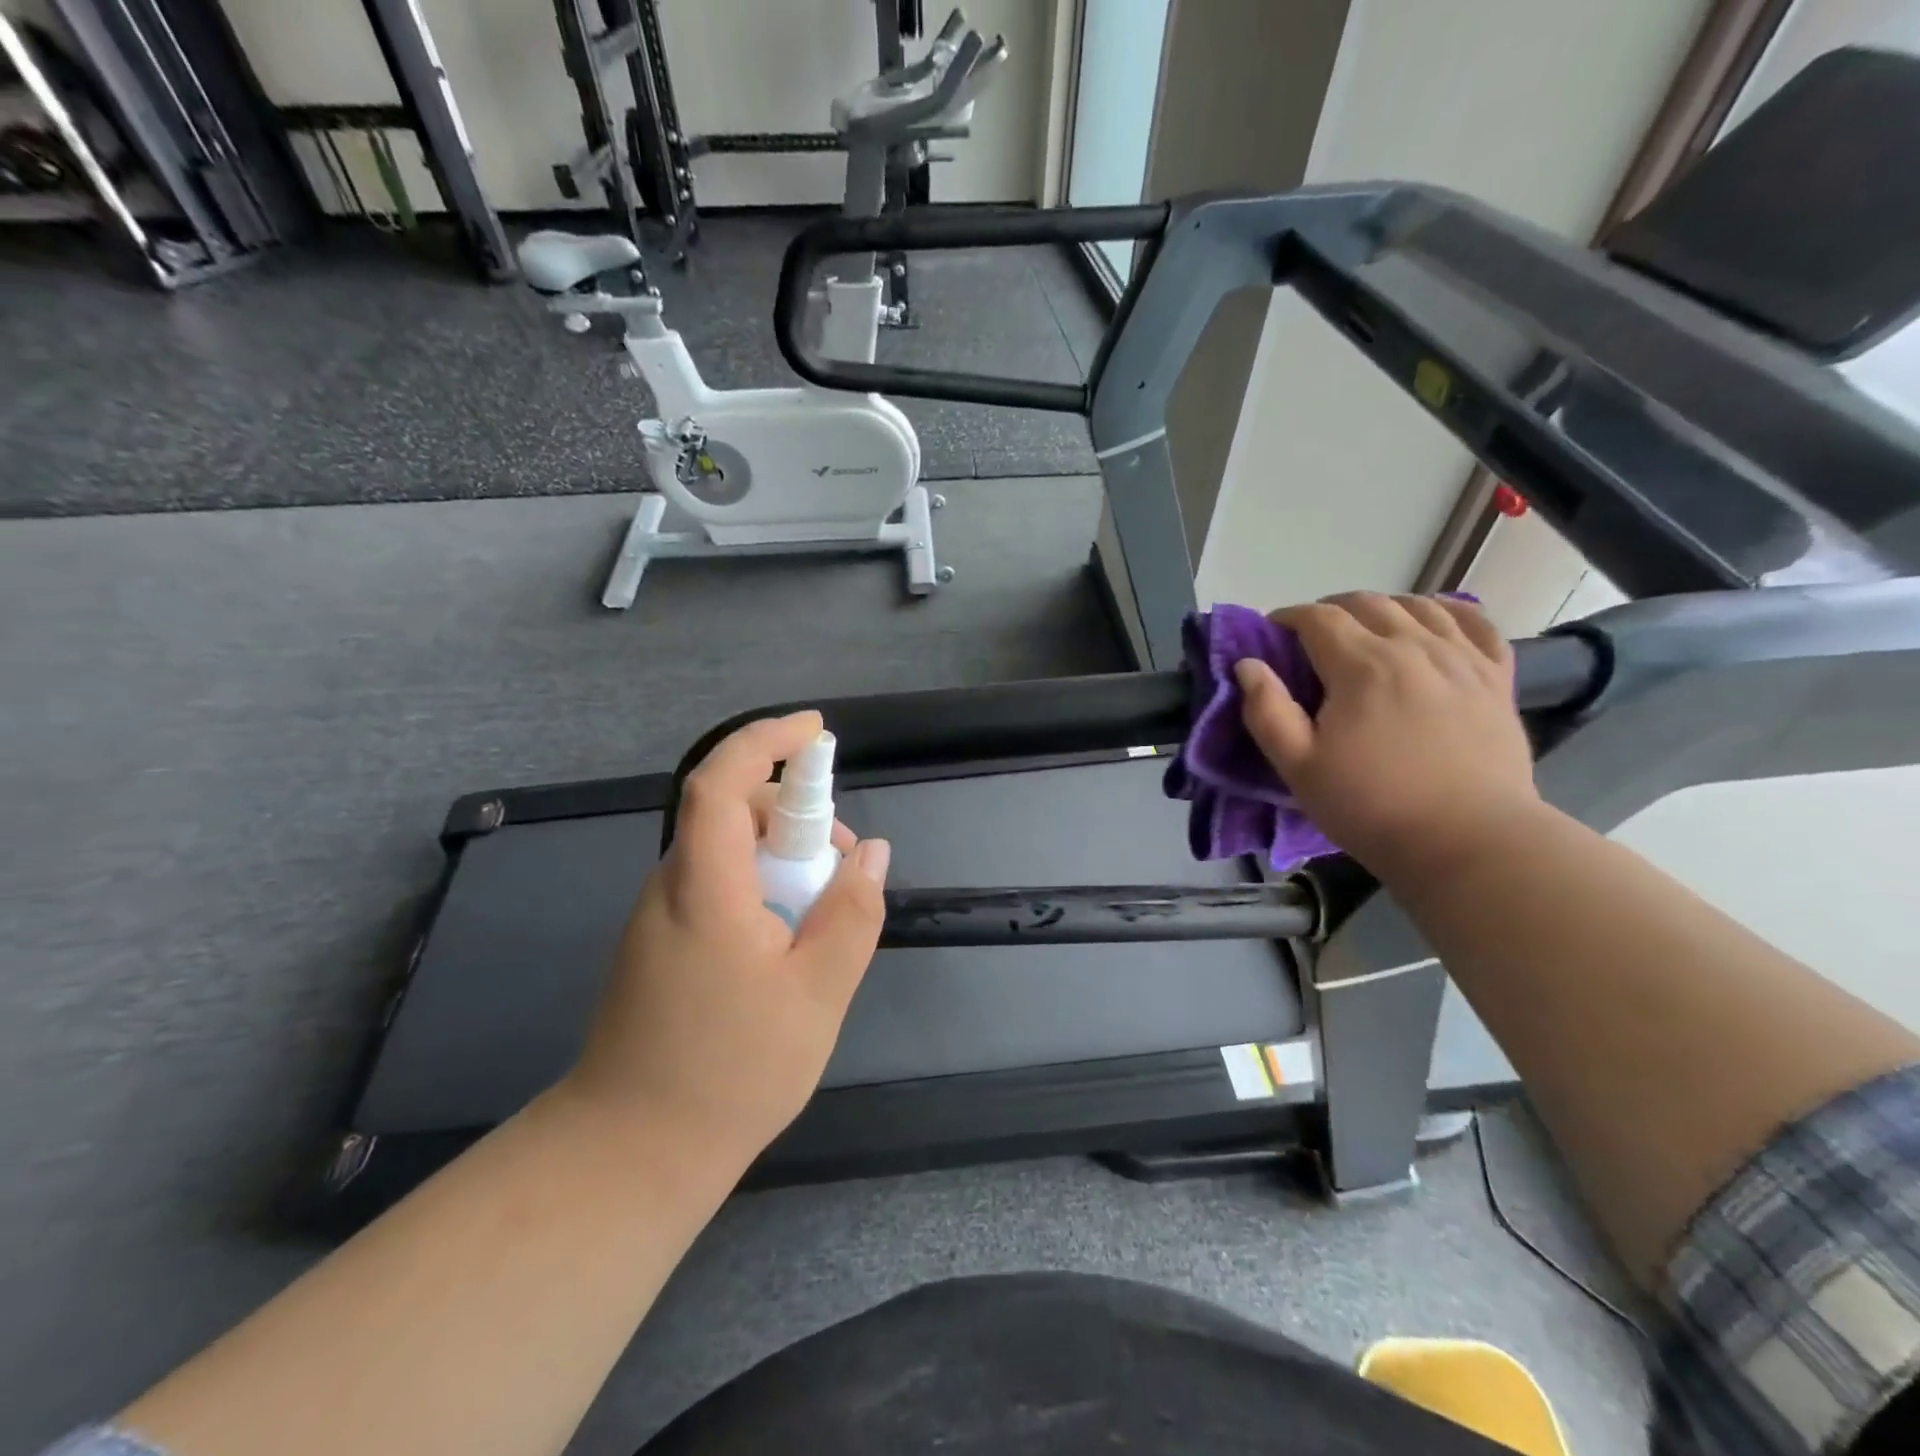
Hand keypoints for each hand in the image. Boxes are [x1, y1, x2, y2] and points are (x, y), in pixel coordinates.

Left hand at [561, 711, 891, 1163]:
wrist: (631, 1153)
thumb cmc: (731, 1072)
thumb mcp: (817, 994)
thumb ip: (852, 915)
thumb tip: (872, 853)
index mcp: (705, 888)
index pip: (721, 782)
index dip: (766, 740)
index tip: (816, 731)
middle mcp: (671, 886)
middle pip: (730, 810)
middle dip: (795, 811)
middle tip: (844, 859)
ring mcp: (660, 914)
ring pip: (727, 848)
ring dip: (782, 853)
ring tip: (826, 906)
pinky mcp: (661, 940)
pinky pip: (718, 882)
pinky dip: (762, 883)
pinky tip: (790, 937)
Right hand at [1235, 593, 1541, 881]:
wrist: (1468, 842)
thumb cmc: (1371, 806)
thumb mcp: (1298, 767)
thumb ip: (1267, 711)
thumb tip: (1248, 665)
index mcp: (1361, 666)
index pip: (1318, 618)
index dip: (1289, 617)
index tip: (1272, 631)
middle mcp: (1413, 647)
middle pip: (1367, 603)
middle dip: (1331, 608)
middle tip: (1312, 635)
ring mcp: (1462, 659)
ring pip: (1419, 606)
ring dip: (1383, 607)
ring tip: (1366, 628)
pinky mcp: (1496, 679)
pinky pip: (1476, 624)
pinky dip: (1450, 611)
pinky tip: (1434, 619)